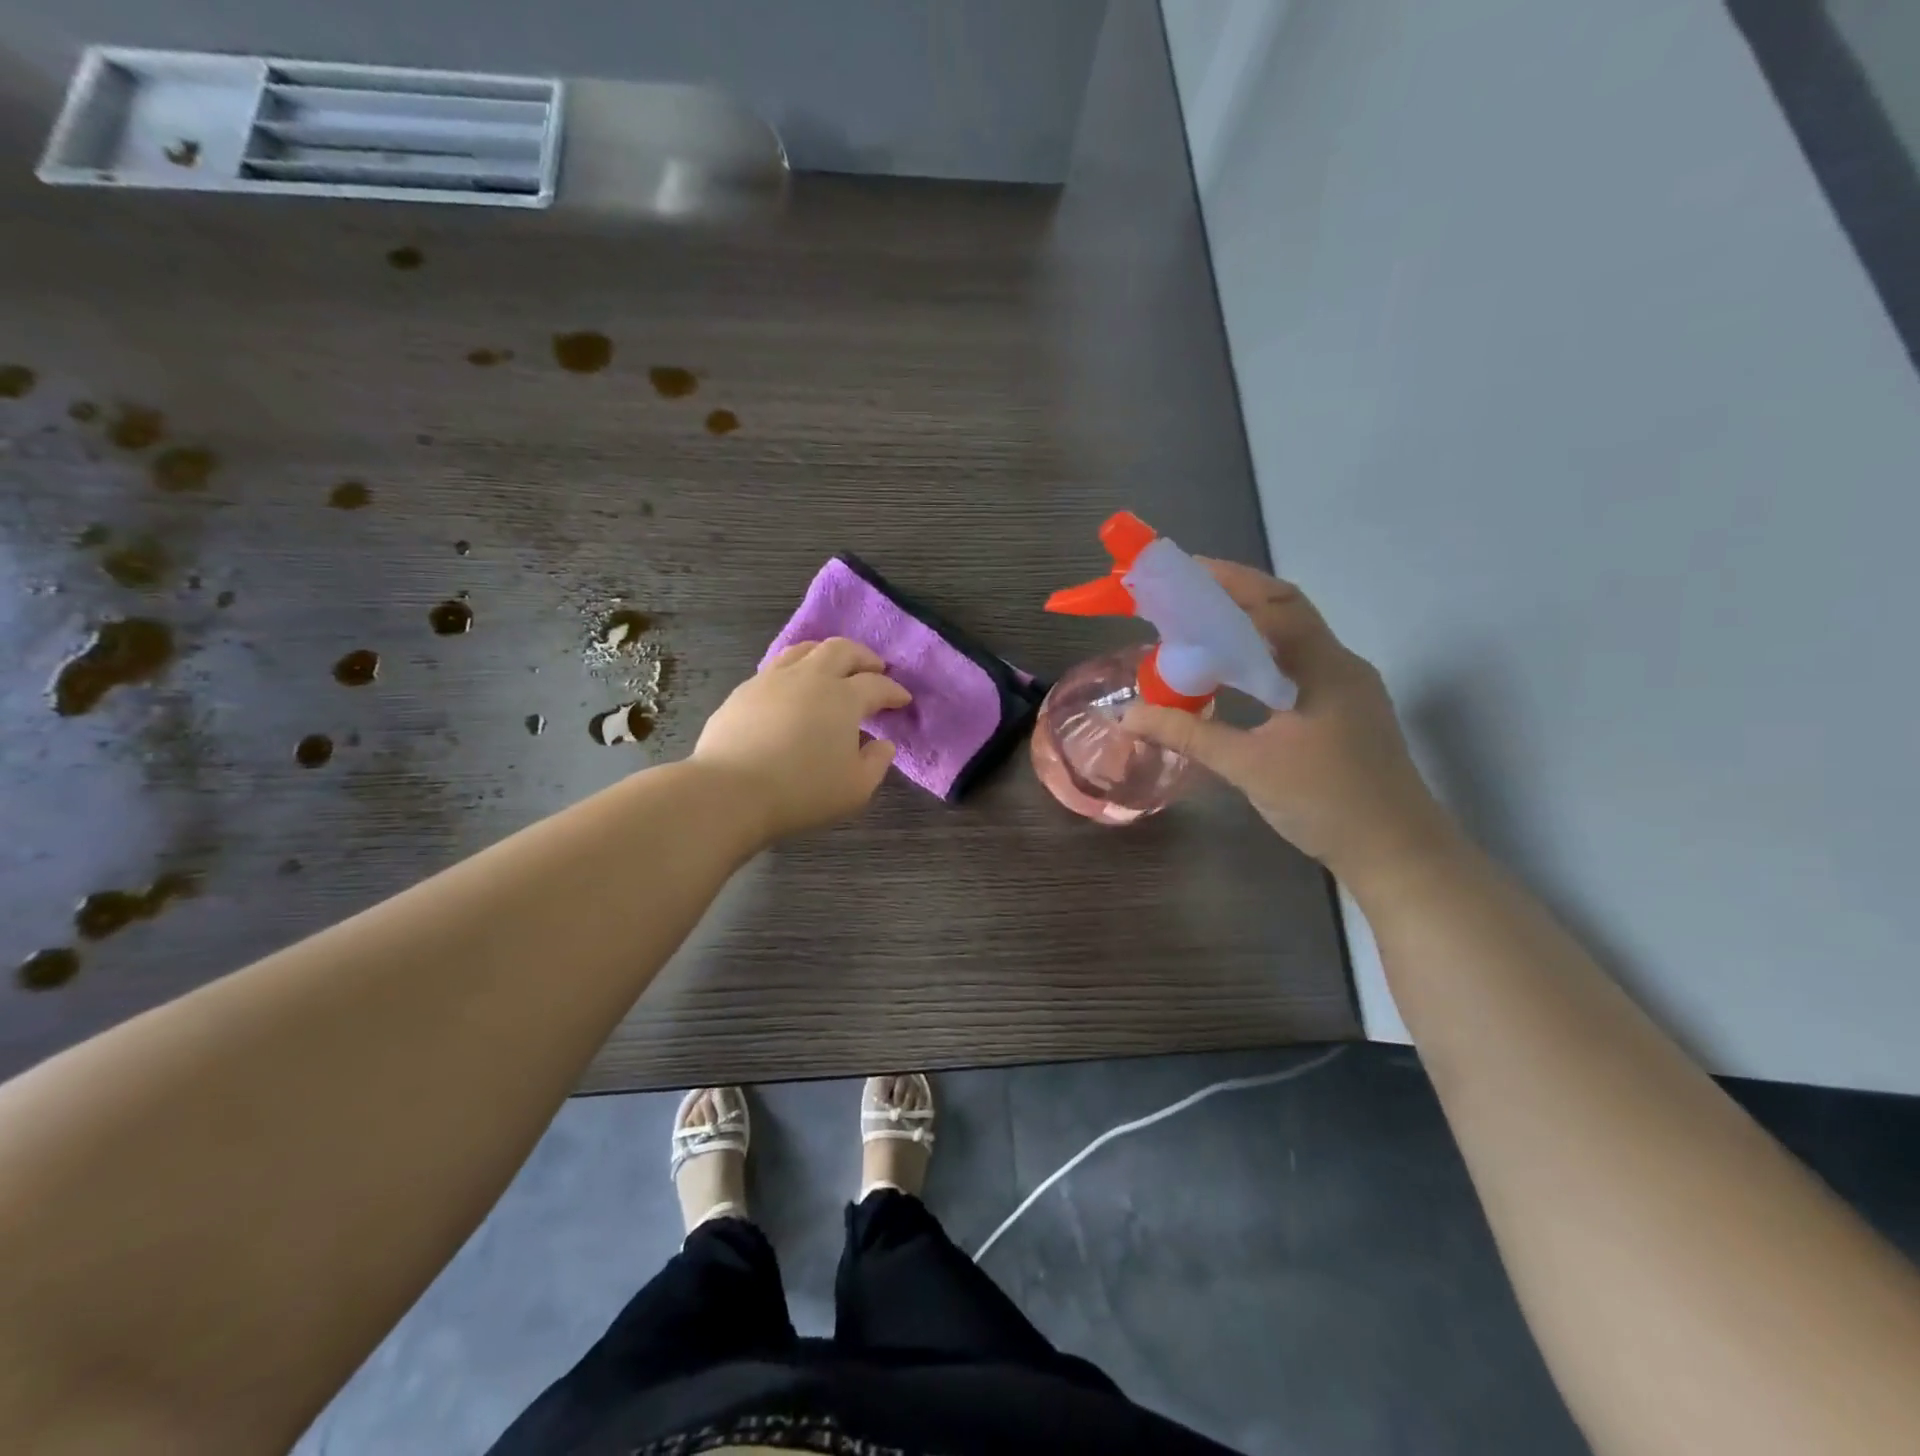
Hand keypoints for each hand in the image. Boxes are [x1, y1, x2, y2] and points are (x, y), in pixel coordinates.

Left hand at [693, 638, 910, 842]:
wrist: (730, 792)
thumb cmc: (802, 791)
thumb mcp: (855, 788)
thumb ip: (876, 763)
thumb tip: (883, 744)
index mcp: (843, 697)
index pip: (876, 685)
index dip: (893, 690)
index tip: (902, 699)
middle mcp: (810, 677)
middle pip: (841, 650)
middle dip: (863, 656)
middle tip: (874, 668)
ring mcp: (772, 680)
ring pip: (805, 650)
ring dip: (826, 653)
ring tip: (833, 667)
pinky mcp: (744, 691)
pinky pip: (776, 668)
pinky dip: (795, 670)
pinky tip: (792, 689)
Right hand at [1123, 561, 1452, 887]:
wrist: (1398, 852)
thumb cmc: (1326, 802)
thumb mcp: (1248, 766)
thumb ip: (1188, 735)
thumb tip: (1130, 714)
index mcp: (1324, 666)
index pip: (1274, 605)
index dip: (1229, 584)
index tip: (1184, 573)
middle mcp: (1340, 664)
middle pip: (1286, 611)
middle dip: (1237, 594)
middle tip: (1187, 590)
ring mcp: (1346, 687)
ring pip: (1292, 639)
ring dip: (1249, 625)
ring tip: (1201, 624)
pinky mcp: (1344, 710)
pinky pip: (1296, 666)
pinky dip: (1261, 657)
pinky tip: (1233, 674)